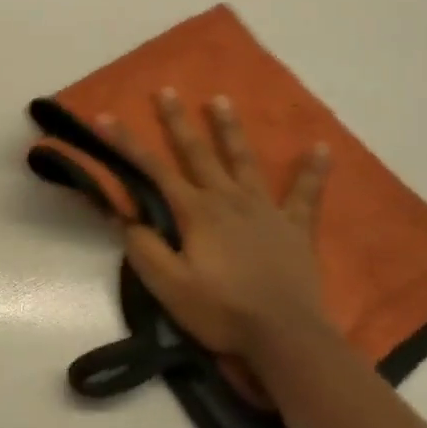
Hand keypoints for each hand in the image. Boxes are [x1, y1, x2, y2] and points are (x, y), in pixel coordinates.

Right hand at [103, 90, 333, 394]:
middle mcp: (228, 199)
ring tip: (221, 99)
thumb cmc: (222, 311)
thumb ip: (144, 248)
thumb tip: (126, 216)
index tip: (104, 117)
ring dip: (230, 130)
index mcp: (196, 212)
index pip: (153, 170)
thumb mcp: (169, 286)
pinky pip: (305, 194)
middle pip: (198, 153)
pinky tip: (322, 147)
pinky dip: (313, 171)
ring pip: (243, 161)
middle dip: (178, 122)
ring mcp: (265, 210)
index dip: (126, 143)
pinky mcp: (294, 227)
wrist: (285, 337)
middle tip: (166, 91)